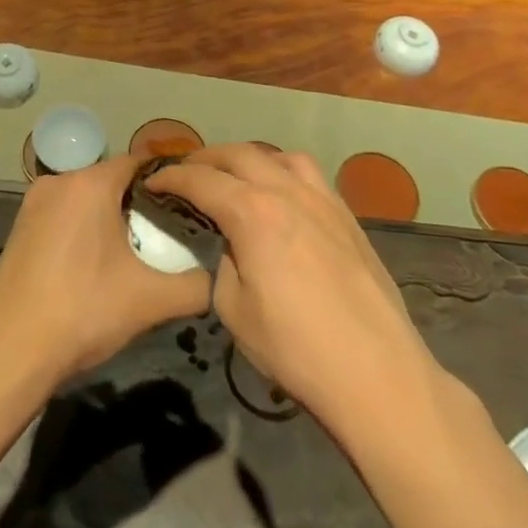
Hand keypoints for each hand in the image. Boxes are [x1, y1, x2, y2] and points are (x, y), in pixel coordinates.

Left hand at [0, 154, 210, 387]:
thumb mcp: (151, 300)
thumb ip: (197, 285)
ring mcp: (33, 202)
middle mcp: (59, 181)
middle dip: (140, 202)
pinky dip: (82, 228)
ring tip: (133, 253)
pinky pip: (63, 214)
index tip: (190, 203)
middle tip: (166, 236)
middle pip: (112, 180)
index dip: (168, 180)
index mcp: (90, 183)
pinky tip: (94, 264)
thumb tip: (219, 278)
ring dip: (109, 217)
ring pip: (86, 198)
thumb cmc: (84, 312)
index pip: (139, 162)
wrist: (11, 352)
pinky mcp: (19, 226)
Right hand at [146, 144, 441, 435]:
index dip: (171, 177)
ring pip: (279, 156)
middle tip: (186, 173)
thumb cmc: (295, 348)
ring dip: (248, 158)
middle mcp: (286, 192)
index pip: (200, 180)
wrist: (375, 372)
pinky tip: (281, 195)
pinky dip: (283, 171)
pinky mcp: (347, 216)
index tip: (152, 182)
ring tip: (235, 176)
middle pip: (239, 155)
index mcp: (252, 213)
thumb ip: (223, 264)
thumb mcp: (234, 310)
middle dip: (205, 159)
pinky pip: (310, 175)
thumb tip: (230, 247)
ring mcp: (322, 200)